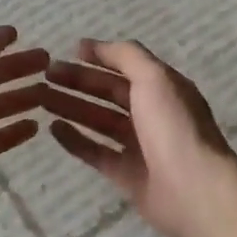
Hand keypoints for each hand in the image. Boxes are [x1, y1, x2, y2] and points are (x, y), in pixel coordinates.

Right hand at [44, 39, 236, 236]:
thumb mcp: (154, 78)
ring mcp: (139, 146)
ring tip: (40, 98)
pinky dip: (74, 139)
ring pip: (98, 120)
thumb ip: (125, 55)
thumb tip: (92, 45)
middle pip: (108, 92)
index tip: (67, 51)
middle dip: (78, 81)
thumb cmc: (174, 127)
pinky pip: (95, 152)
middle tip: (45, 75)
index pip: (125, 66)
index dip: (98, 57)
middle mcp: (151, 114)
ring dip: (71, 106)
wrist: (196, 191)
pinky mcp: (126, 175)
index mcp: (162, 88)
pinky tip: (52, 128)